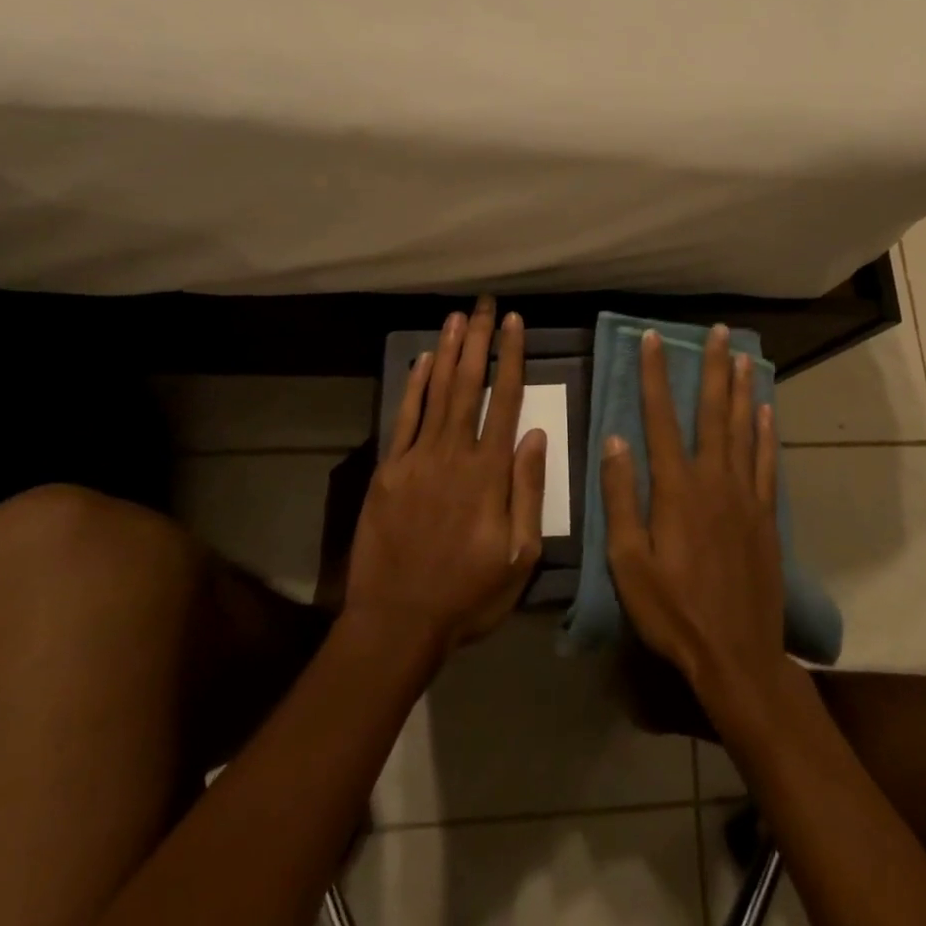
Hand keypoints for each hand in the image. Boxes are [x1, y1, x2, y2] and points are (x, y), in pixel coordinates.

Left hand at [344, 297, 547, 657]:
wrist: (397, 622)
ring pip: (436, 392)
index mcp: (489, 472)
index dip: (511, 358)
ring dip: (448, 351)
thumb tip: (536, 434)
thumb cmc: (468, 594)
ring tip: (458, 317)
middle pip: (469, 384)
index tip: (515, 323)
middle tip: (485, 304)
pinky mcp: (388, 470)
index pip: (504, 400)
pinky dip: (414, 386)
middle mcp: (453, 453)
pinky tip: (422, 360)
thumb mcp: (519, 556)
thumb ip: (528, 491)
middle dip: (479, 340)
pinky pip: (404, 418)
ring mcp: (417, 458)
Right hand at [601, 326, 793, 728]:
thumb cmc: (673, 612)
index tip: (653, 338)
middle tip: (720, 332)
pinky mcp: (766, 516)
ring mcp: (745, 496)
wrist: (737, 655)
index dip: (655, 375)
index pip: (660, 418)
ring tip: (745, 356)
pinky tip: (767, 411)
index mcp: (676, 489)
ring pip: (744, 429)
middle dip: (714, 368)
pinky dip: (767, 434)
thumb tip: (615, 439)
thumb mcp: (628, 562)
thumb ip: (621, 498)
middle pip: (713, 412)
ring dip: (743, 390)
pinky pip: (767, 463)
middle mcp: (714, 480)